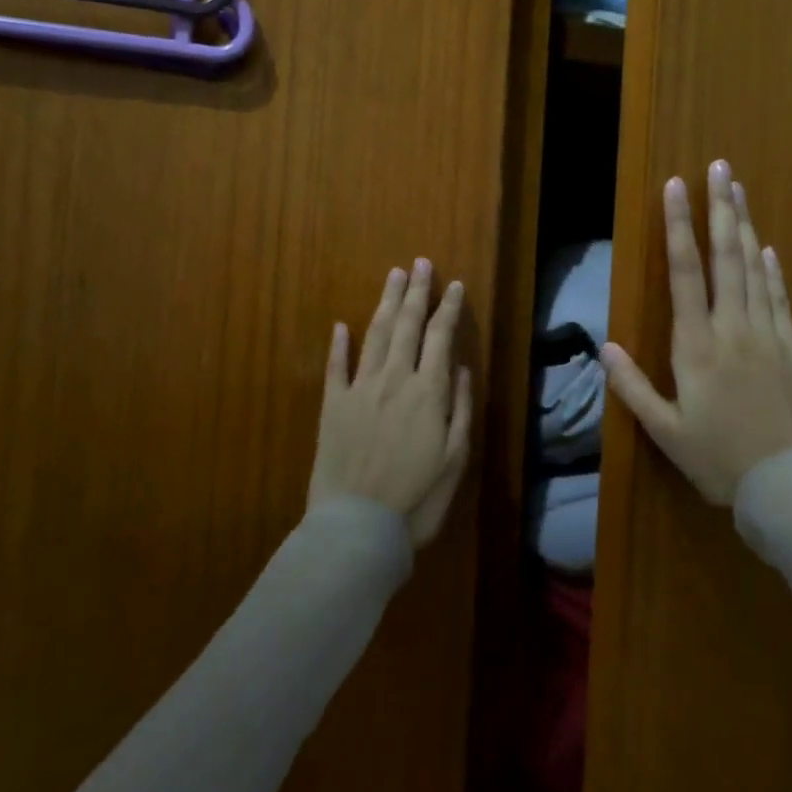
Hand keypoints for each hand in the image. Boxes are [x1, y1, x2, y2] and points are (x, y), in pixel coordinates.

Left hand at [308, 259, 473, 548]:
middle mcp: (393, 380)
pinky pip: (335, 367)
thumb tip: (460, 368)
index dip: (448, 308)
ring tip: (393, 277)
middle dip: (416, 292)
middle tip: (420, 264)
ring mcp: (359, 390)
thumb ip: (459, 408)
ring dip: (386, 304)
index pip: (440, 337)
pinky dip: (338, 344)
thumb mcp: (455, 458)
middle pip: (407, 326)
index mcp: (428, 392)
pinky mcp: (331, 407)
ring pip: (375, 335)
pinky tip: (341, 325)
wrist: (358, 527)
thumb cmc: (418, 499)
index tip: (454, 284)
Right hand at [602, 161, 791, 505]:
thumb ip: (633, 388)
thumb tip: (605, 347)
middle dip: (720, 209)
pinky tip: (767, 249)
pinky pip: (780, 298)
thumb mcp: (665, 432)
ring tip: (739, 191)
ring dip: (745, 227)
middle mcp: (733, 328)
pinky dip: (772, 271)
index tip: (676, 186)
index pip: (685, 273)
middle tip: (721, 167)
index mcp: (697, 346)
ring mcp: (768, 335)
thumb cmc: (719, 460)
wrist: (788, 484)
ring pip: (755, 269)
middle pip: (726, 257)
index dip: (679, 226)